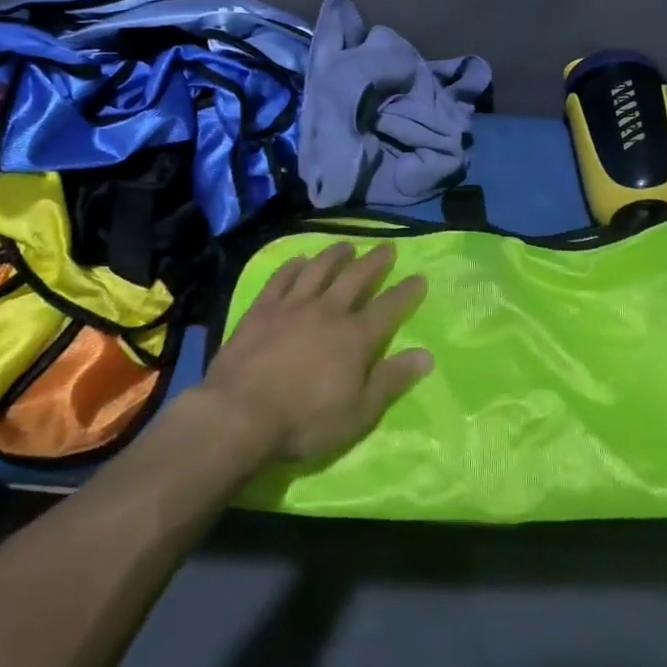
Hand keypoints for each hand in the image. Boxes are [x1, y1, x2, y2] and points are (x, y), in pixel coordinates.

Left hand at [198, 242, 430, 464]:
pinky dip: (292, 267)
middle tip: (387, 247)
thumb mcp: (358, 413)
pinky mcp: (262, 309)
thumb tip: (426, 354)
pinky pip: (281, 278)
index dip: (406, 292)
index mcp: (355, 337)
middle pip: (356, 278)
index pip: (389, 308)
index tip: (419, 277)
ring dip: (335, 255)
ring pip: (319, 269)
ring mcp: (292, 306)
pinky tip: (298, 260)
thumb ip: (391, 381)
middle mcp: (328, 311)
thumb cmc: (304, 422)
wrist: (240, 413)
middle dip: (375, 261)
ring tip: (346, 245)